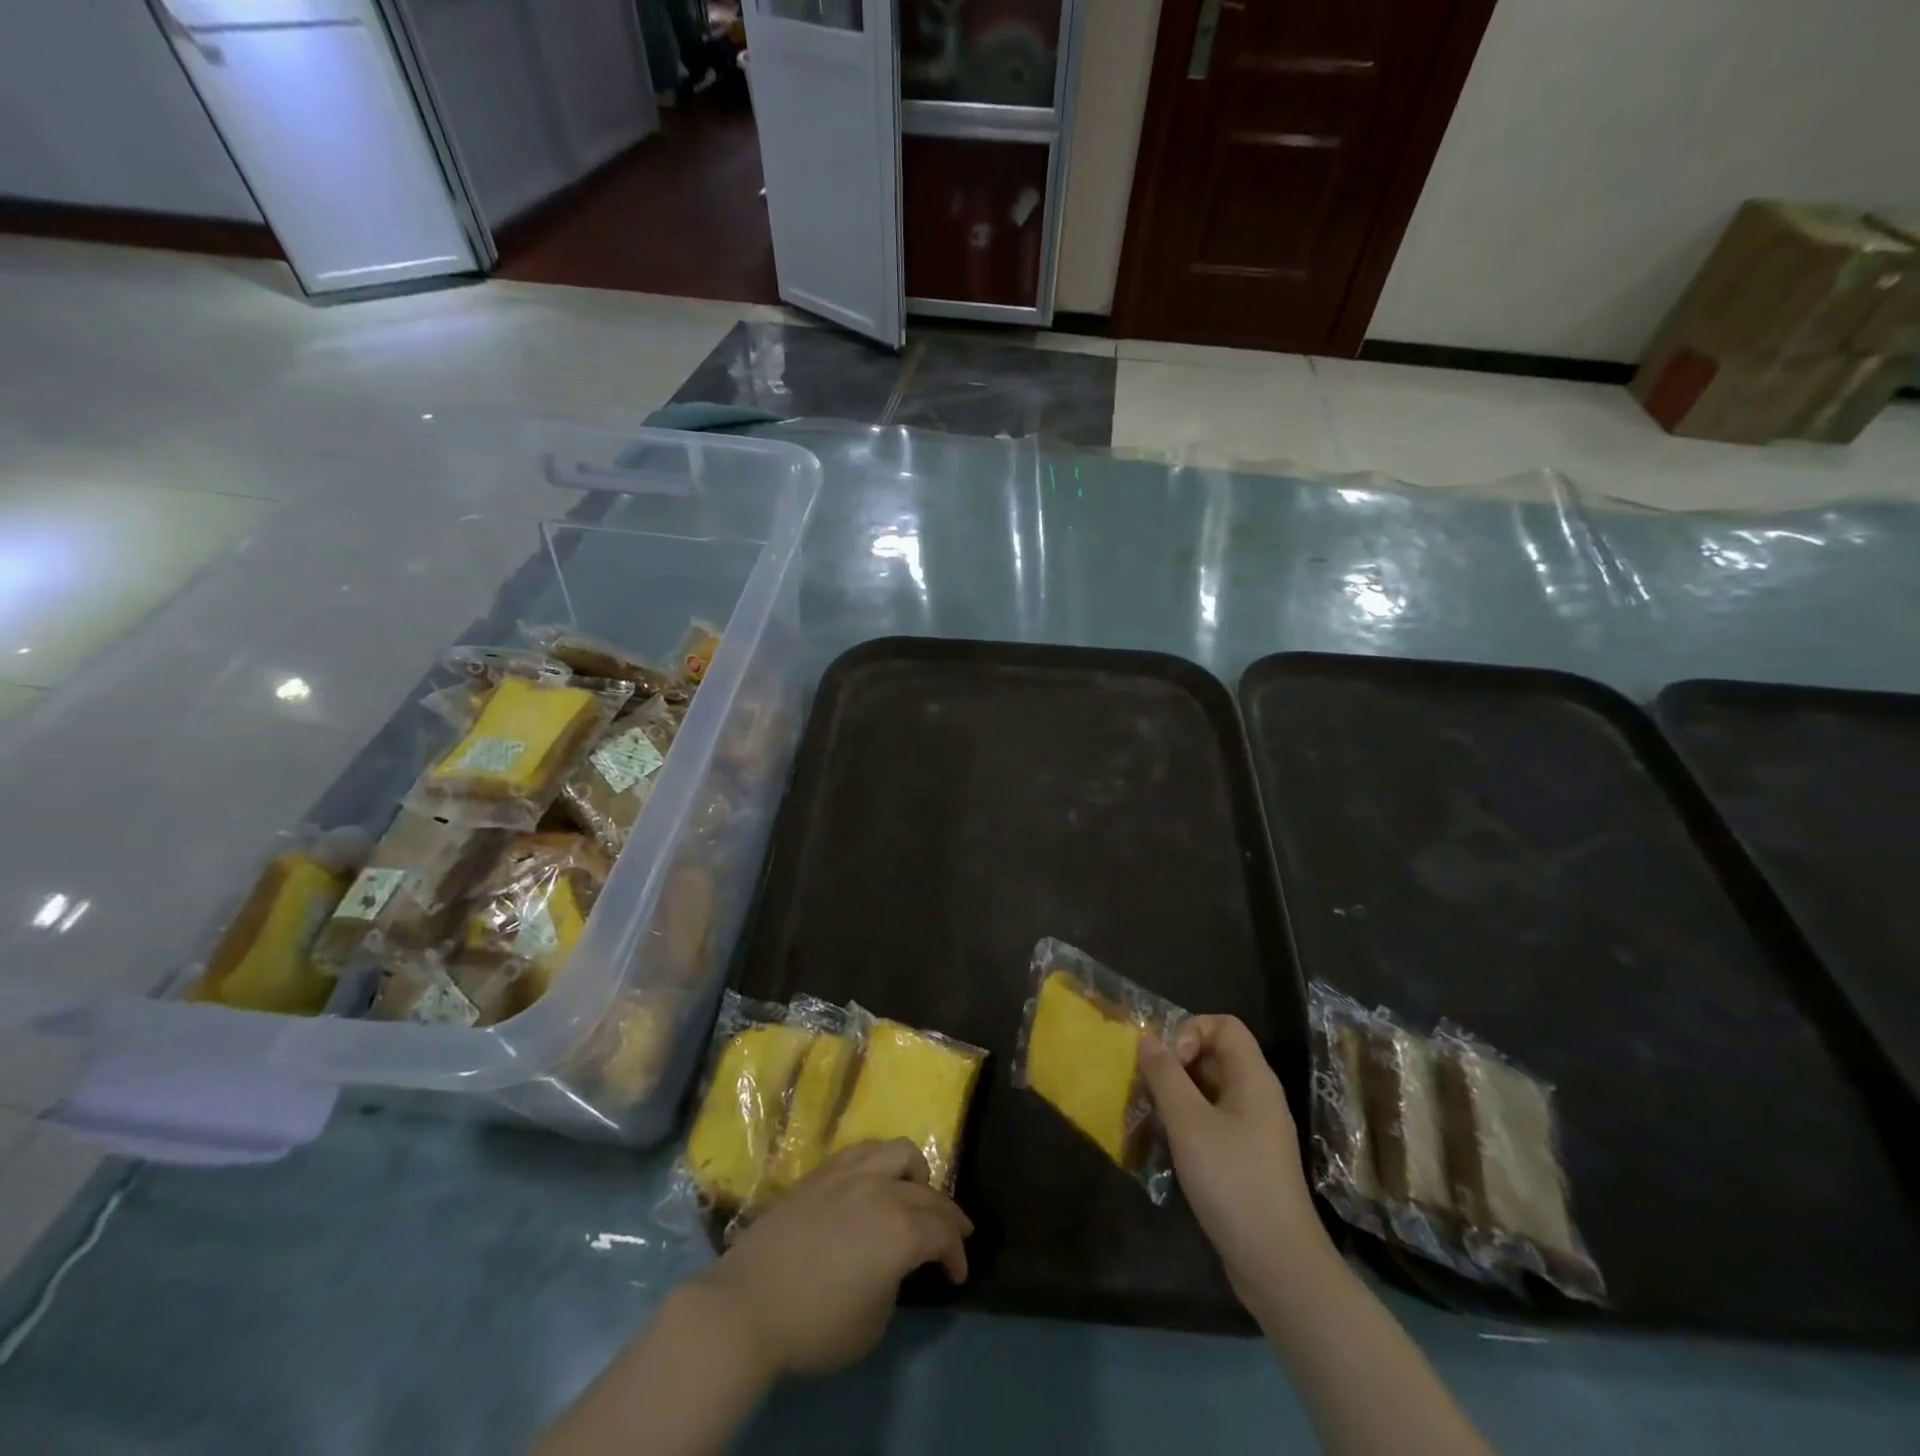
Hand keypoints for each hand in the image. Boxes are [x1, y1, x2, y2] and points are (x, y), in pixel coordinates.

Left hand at [698, 1139, 972, 1377]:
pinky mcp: (823, 1171)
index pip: (942, 1234)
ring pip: (900, 1152)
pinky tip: (876, 1181)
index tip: (957, 1274)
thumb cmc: (814, 1325)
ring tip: (916, 1192)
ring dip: (917, 1174)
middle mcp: (883, 1190)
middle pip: (928, 1193)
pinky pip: (865, 1150)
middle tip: (955, 1235)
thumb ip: (894, 1282)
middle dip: (947, 1216)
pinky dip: (882, 1163)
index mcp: (901, 1229)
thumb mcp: (872, 1323)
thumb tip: (892, 1263)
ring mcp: (851, 1173)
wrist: (748, 1303)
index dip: (956, 1255)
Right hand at [1139, 1015, 1328, 1304]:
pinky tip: (1168, 1148)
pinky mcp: (1247, 1160)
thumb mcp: (1189, 1123)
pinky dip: (1188, 1123)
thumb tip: (1148, 1038)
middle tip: (1149, 1091)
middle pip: (1214, 1055)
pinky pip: (1213, 1121)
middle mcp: (1257, 1096)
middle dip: (1176, 1064)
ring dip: (1177, 1096)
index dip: (1191, 1031)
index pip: (1223, 1025)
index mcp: (1253, 1078)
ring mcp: (1254, 1130)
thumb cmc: (1233, 1182)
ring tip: (1152, 1119)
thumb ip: (1166, 1075)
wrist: (1279, 1266)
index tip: (1170, 1064)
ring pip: (1210, 1090)